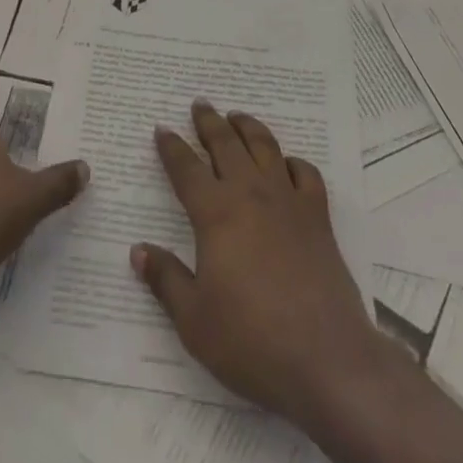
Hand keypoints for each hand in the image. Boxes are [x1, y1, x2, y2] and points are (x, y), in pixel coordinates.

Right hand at [130, 101, 391, 421]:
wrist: (325, 358)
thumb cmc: (251, 341)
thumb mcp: (194, 321)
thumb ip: (166, 280)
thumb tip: (138, 250)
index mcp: (216, 214)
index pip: (186, 169)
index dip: (172, 148)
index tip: (162, 129)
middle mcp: (250, 194)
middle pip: (226, 144)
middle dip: (209, 122)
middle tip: (200, 104)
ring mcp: (288, 201)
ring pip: (265, 147)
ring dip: (248, 127)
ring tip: (237, 116)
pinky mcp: (318, 216)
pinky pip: (306, 173)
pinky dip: (293, 162)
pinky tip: (286, 164)